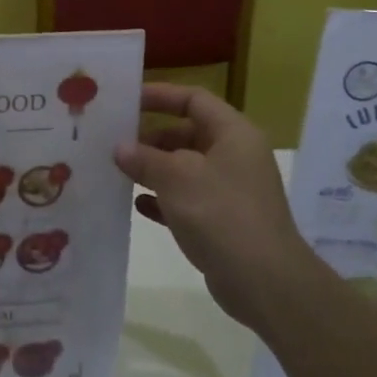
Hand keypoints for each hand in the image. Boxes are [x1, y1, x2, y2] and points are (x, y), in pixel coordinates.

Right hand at [114, 83, 323, 332]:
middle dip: (149, 137)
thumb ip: (144, 158)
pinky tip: (137, 205)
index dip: (160, 95)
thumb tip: (120, 148)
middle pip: (187, 133)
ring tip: (116, 172)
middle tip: (112, 142)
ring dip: (152, 169)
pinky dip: (163, 199)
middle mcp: (235, 156)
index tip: (125, 101)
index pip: (194, 99)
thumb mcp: (176, 178)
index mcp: (233, 134)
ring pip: (184, 168)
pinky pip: (186, 199)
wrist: (264, 281)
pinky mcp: (222, 221)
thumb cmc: (221, 214)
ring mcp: (230, 190)